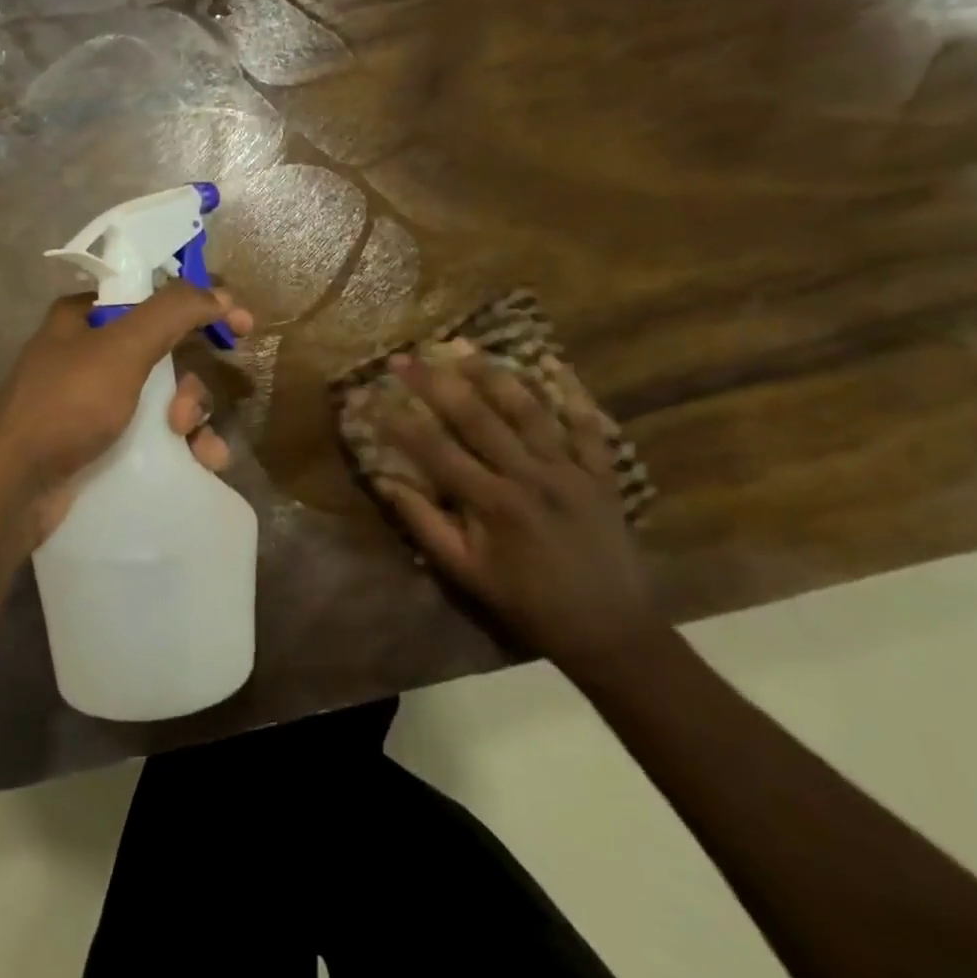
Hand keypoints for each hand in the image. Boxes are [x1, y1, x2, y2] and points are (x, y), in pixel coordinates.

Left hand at [0, 282, 253, 548]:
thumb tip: (221, 292)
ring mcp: (94, 401)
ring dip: (192, 418)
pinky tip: (202, 464)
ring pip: (164, 396)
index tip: (240, 327)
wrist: (14, 488)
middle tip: (183, 413)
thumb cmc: (67, 405)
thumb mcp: (122, 348)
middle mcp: (89, 353)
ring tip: (195, 446)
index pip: (155, 297)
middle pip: (166, 352)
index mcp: (86, 317)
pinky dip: (182, 445)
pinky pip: (154, 433)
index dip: (200, 308)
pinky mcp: (101, 441)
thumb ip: (173, 312)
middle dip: (190, 383)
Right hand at [364, 343, 661, 672]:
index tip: (368, 394)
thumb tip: (385, 482)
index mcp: (493, 503)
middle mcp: (531, 476)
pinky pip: (589, 425)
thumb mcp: (465, 573)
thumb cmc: (526, 603)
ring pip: (529, 410)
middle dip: (436, 382)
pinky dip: (573, 392)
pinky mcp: (602, 473)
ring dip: (494, 375)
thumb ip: (424, 524)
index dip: (397, 420)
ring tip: (464, 347)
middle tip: (406, 357)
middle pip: (477, 417)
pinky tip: (553, 362)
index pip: (434, 449)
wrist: (609, 630)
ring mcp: (571, 470)